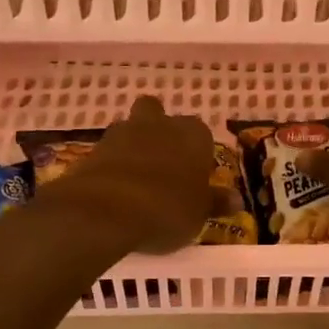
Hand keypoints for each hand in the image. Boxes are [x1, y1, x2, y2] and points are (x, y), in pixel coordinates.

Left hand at [40, 96, 216, 252]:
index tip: (195, 178)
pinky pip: (108, 154)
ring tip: (136, 181)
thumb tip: (235, 200)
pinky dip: (112, 167)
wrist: (106, 211)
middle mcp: (159, 124)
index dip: (198, 154)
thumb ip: (215, 203)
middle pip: (158, 115)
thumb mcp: (199, 214)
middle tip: (163, 164)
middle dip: (159, 132)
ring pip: (130, 130)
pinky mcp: (92, 150)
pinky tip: (115, 193)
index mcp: (193, 134)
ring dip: (133, 148)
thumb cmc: (168, 209)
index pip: (201, 135)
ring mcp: (121, 133)